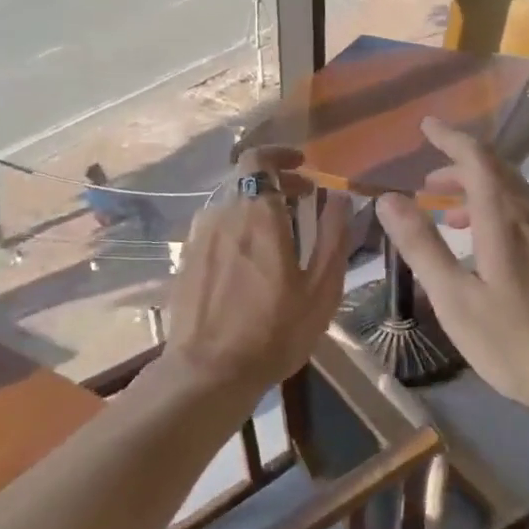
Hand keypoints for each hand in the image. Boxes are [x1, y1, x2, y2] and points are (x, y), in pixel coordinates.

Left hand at [161, 146, 353, 403]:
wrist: (208, 373)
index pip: (258, 159)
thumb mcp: (321, 288)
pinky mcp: (187, 261)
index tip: (303, 166)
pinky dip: (238, 229)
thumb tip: (340, 198)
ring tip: (281, 233)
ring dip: (257, 207)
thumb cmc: (274, 331)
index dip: (280, 155)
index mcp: (258, 214)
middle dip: (277, 183)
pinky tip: (252, 260)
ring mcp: (200, 238)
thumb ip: (333, 236)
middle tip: (303, 201)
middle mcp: (223, 215)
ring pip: (231, 205)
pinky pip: (216, 229)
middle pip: (247, 181)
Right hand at [376, 117, 528, 418]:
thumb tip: (389, 199)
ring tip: (447, 214)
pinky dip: (497, 212)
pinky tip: (485, 246)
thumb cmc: (517, 342)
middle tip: (427, 180)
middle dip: (459, 166)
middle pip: (497, 171)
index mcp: (504, 219)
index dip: (450, 138)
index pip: (476, 158)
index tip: (427, 126)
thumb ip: (422, 246)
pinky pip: (526, 215)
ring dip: (477, 192)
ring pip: (512, 194)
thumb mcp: (456, 299)